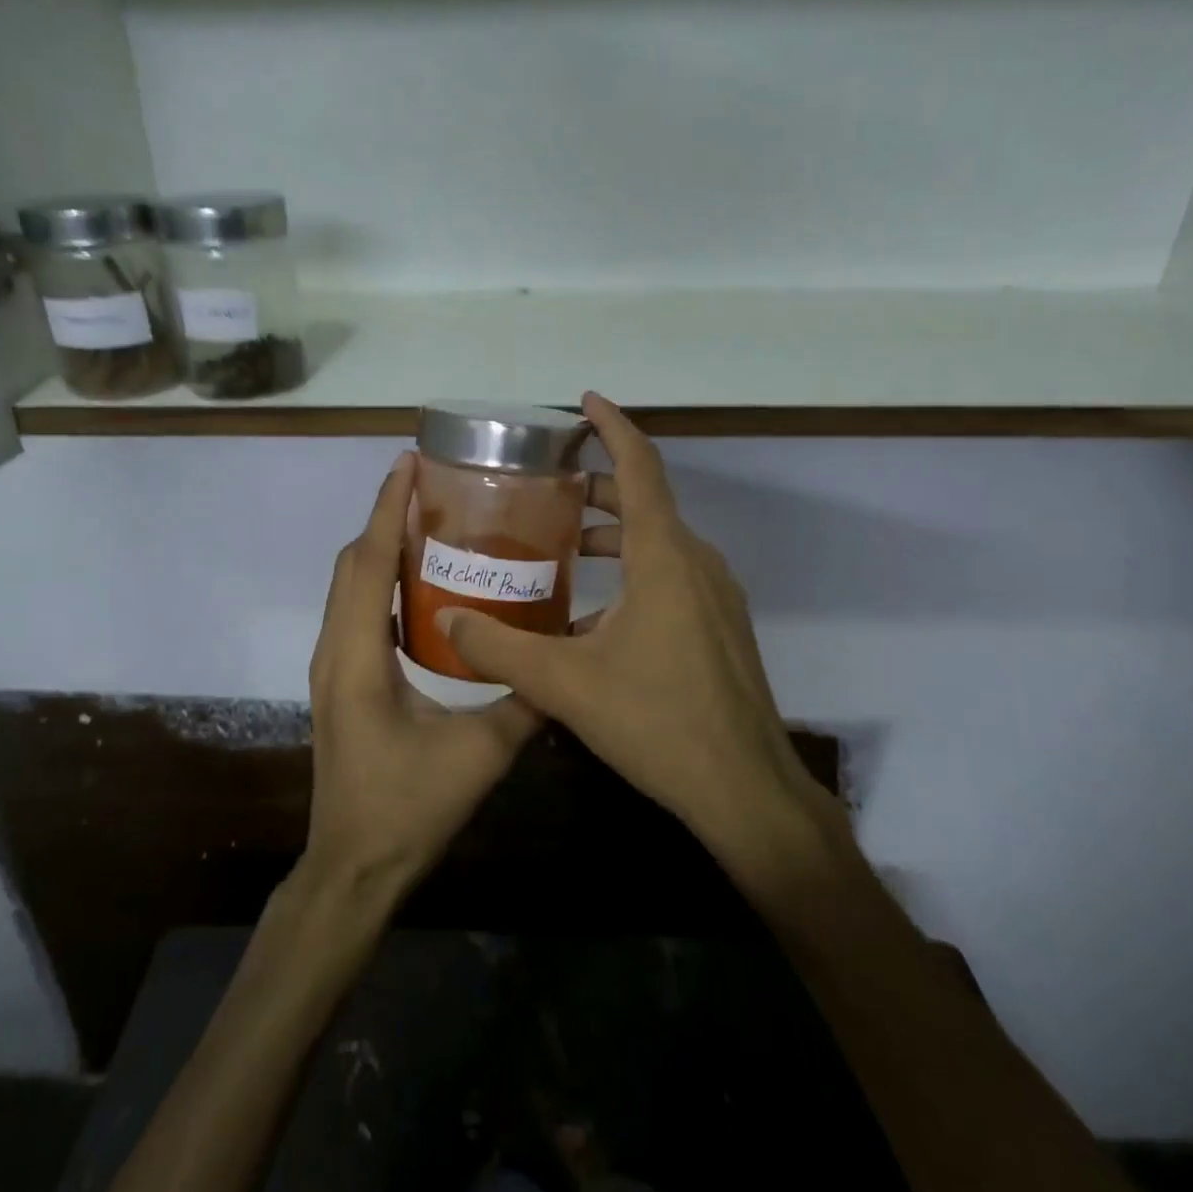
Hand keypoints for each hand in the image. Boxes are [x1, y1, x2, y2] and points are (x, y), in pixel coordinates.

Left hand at [302, 451, 542, 894]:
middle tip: (432, 485)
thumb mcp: (478, 756)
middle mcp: (337, 649)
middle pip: (352, 563)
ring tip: (430, 521)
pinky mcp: (342, 680)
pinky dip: (381, 579)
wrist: (353, 867)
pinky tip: (423, 584)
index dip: (386, 508)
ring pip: (350, 585)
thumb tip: (566, 660)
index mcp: (359, 656)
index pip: (367, 562)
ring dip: (380, 546)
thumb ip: (525, 704)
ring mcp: (334, 666)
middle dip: (385, 516)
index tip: (408, 463)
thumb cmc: (407, 810)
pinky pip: (357, 610)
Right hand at [438, 394, 842, 859]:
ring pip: (660, 542)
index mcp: (664, 557)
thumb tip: (447, 623)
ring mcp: (716, 595)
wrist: (744, 788)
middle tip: (551, 487)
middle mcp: (696, 562)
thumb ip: (500, 649)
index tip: (585, 403)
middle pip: (647, 501)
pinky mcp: (721, 625)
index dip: (612, 427)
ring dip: (615, 534)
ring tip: (565, 547)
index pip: (640, 466)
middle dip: (599, 486)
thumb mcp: (565, 684)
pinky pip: (673, 575)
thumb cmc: (657, 722)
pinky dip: (635, 571)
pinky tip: (597, 615)